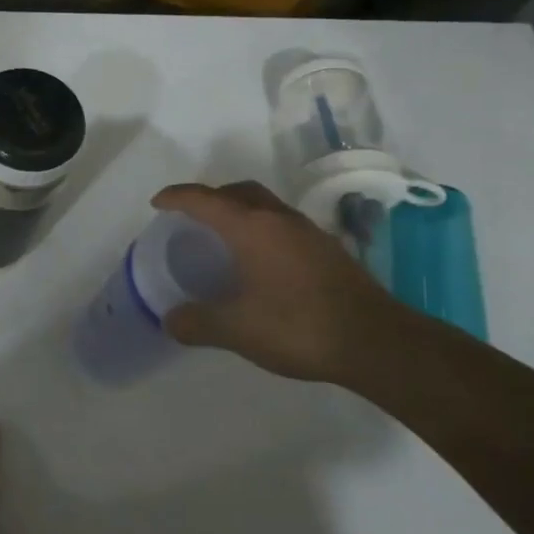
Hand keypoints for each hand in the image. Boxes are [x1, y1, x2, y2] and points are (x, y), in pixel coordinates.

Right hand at [151, 180, 406, 383]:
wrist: (375, 341)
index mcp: (252, 227)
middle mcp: (279, 219)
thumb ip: (197, 322)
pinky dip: (261, 230)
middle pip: (238, 192)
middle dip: (210, 197)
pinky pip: (283, 224)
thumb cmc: (298, 326)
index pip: (205, 199)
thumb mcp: (237, 329)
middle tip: (191, 218)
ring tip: (223, 239)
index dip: (177, 197)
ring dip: (239, 211)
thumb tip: (170, 320)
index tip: (158, 203)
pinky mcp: (327, 249)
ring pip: (265, 206)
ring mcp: (308, 232)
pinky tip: (260, 262)